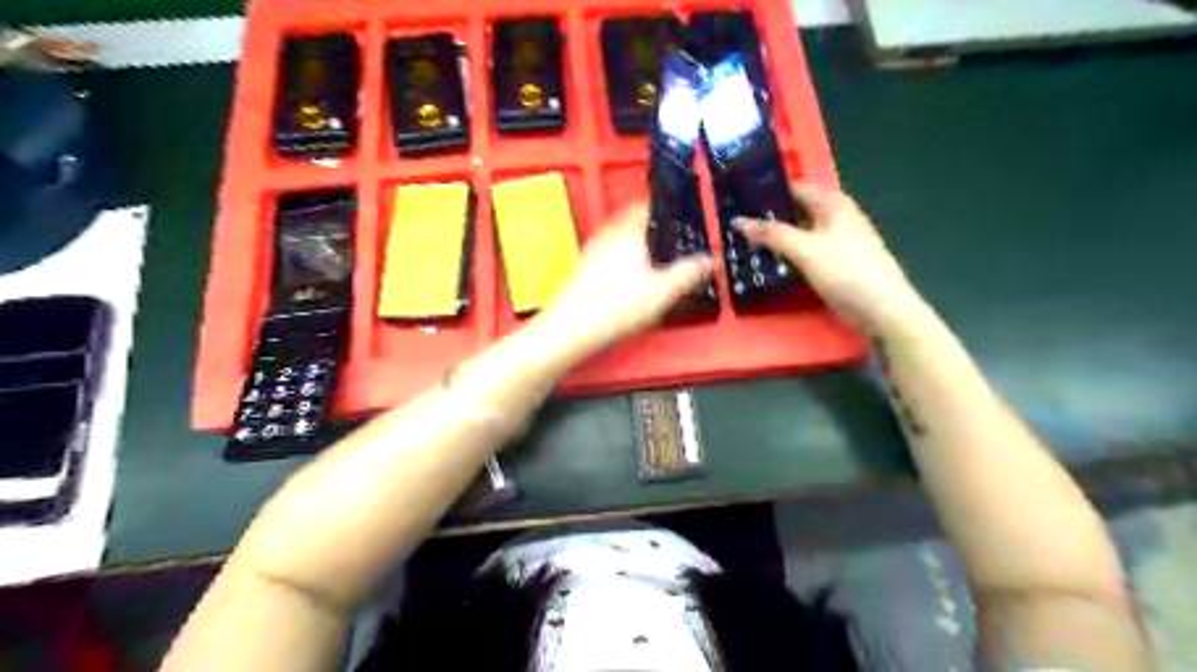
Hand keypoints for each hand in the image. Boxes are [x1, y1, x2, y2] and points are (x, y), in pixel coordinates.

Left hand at [537, 203, 714, 354]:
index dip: (663, 208)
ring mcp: (591, 251)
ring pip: (618, 239)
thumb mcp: (663, 291)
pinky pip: (606, 255)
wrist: (571, 328)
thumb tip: (711, 260)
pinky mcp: (581, 270)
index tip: (676, 217)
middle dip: (650, 229)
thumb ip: (689, 272)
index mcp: (628, 231)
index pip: (645, 205)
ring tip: (652, 263)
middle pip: (631, 222)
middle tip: (668, 241)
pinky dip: (621, 261)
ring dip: (634, 245)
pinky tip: (628, 282)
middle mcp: (607, 235)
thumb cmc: (617, 306)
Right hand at [739, 183, 923, 336]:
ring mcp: (835, 240)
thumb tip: (739, 220)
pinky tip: (766, 262)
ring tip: (742, 242)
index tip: (739, 199)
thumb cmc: (845, 270)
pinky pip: (803, 251)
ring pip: (798, 232)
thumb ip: (772, 234)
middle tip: (734, 225)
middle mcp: (834, 216)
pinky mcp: (833, 262)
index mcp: (832, 203)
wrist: (881, 307)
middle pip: (795, 210)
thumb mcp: (805, 249)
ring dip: (775, 238)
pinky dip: (786, 253)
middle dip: (768, 217)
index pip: (794, 187)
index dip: (767, 191)